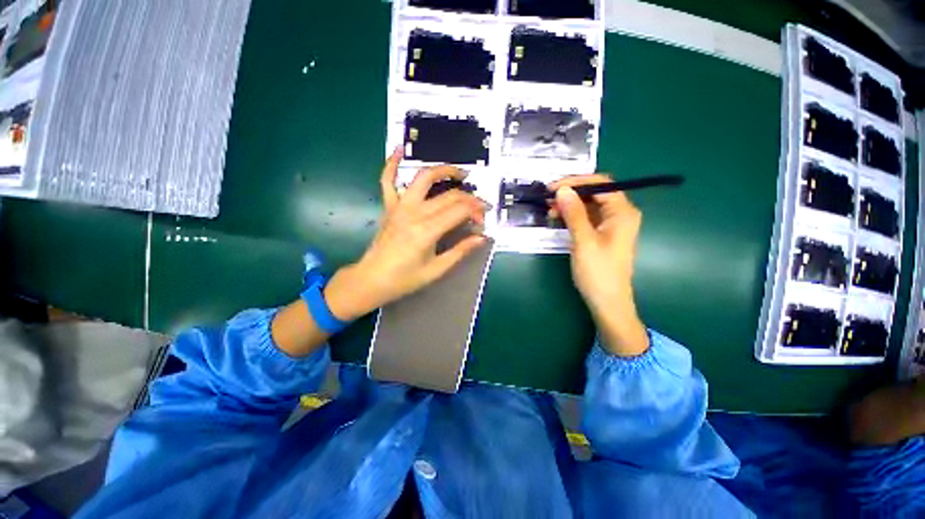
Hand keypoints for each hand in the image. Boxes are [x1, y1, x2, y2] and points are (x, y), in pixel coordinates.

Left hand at [324, 148, 489, 320]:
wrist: (371, 279)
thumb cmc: (404, 279)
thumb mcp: (436, 269)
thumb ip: (460, 251)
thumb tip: (482, 238)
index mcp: (427, 230)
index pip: (460, 210)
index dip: (476, 211)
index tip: (483, 221)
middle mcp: (414, 212)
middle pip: (448, 195)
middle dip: (469, 199)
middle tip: (479, 209)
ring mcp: (399, 206)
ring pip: (423, 178)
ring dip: (443, 170)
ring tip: (460, 173)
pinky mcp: (389, 206)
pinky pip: (388, 180)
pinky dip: (392, 163)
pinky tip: (400, 149)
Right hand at [550, 174, 648, 356]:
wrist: (607, 301)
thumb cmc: (598, 272)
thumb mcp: (584, 241)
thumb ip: (574, 213)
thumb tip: (562, 190)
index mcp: (622, 212)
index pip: (601, 184)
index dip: (576, 182)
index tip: (553, 187)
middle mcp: (620, 214)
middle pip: (594, 193)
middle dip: (570, 193)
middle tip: (547, 198)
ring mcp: (611, 224)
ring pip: (588, 205)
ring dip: (569, 205)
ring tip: (549, 209)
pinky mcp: (601, 234)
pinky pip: (586, 217)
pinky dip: (571, 216)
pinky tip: (557, 218)